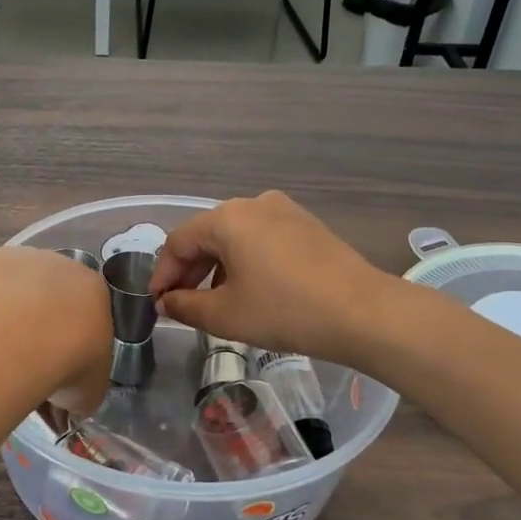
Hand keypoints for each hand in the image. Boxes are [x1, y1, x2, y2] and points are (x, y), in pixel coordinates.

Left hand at [0, 246, 111, 414]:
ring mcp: (16, 256)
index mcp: (93, 289)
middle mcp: (57, 263)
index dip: (69, 334)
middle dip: (37, 316)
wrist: (18, 342)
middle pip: (47, 289)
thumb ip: (78, 390)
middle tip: (23, 355)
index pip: (85, 308)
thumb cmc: (66, 364)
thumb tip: (63, 405)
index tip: (56, 359)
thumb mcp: (88, 392)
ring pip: (9, 282)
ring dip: (3, 306)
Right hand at [149, 191, 402, 364]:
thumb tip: (166, 303)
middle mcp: (253, 204)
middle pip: (206, 235)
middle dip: (189, 271)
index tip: (157, 304)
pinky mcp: (307, 225)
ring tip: (214, 302)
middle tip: (180, 304)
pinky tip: (249, 290)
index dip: (163, 274)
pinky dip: (244, 262)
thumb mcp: (225, 315)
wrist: (363, 313)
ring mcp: (284, 211)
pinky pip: (261, 239)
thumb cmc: (284, 311)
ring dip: (216, 268)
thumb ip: (185, 306)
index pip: (178, 242)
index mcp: (227, 218)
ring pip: (235, 238)